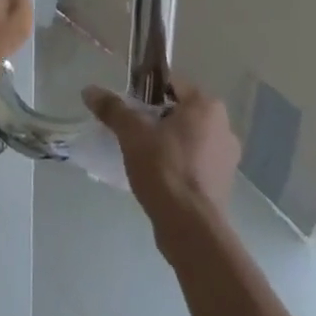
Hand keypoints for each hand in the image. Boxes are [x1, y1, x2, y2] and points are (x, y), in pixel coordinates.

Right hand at [84, 81, 239, 239]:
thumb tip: (88, 90)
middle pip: (180, 113)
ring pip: (188, 139)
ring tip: (143, 158)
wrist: (190, 230)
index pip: (171, 85)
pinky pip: (195, 164)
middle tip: (134, 134)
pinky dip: (179, 166)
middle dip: (157, 120)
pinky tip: (159, 178)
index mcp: (207, 105)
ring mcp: (227, 159)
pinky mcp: (223, 186)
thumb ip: (112, 109)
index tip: (130, 109)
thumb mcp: (132, 133)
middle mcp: (223, 126)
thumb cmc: (164, 168)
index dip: (146, 94)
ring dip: (168, 144)